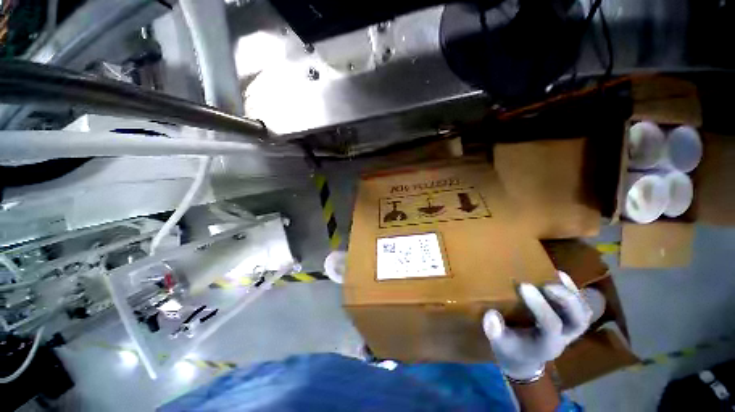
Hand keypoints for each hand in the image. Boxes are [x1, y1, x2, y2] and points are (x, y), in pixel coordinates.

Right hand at [482, 271, 592, 381]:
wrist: (523, 357)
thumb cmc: (510, 349)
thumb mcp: (499, 344)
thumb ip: (495, 332)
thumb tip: (492, 315)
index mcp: (547, 344)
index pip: (551, 325)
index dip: (540, 306)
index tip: (523, 286)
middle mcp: (565, 337)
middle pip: (578, 321)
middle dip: (566, 300)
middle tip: (547, 285)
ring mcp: (570, 329)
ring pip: (584, 313)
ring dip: (573, 293)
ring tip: (556, 275)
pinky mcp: (569, 319)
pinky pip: (581, 305)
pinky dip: (574, 290)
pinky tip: (560, 275)